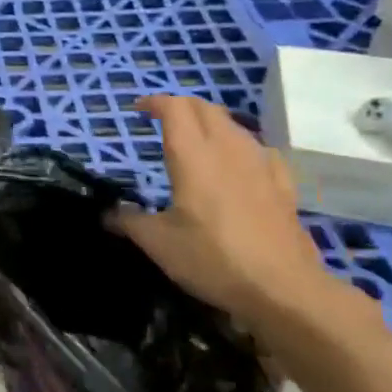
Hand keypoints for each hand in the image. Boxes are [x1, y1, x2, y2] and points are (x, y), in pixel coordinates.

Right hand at [110, 94, 340, 331]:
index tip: (138, 110)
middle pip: (205, 108)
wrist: (284, 290)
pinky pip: (260, 150)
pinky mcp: (284, 186)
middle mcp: (228, 150)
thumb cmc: (213, 259)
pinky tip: (239, 164)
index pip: (175, 108)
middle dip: (181, 106)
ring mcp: (261, 165)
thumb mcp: (158, 243)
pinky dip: (241, 145)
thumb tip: (106, 214)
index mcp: (193, 156)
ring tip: (195, 139)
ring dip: (210, 122)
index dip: (155, 102)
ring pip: (234, 125)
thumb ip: (129, 221)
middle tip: (162, 120)